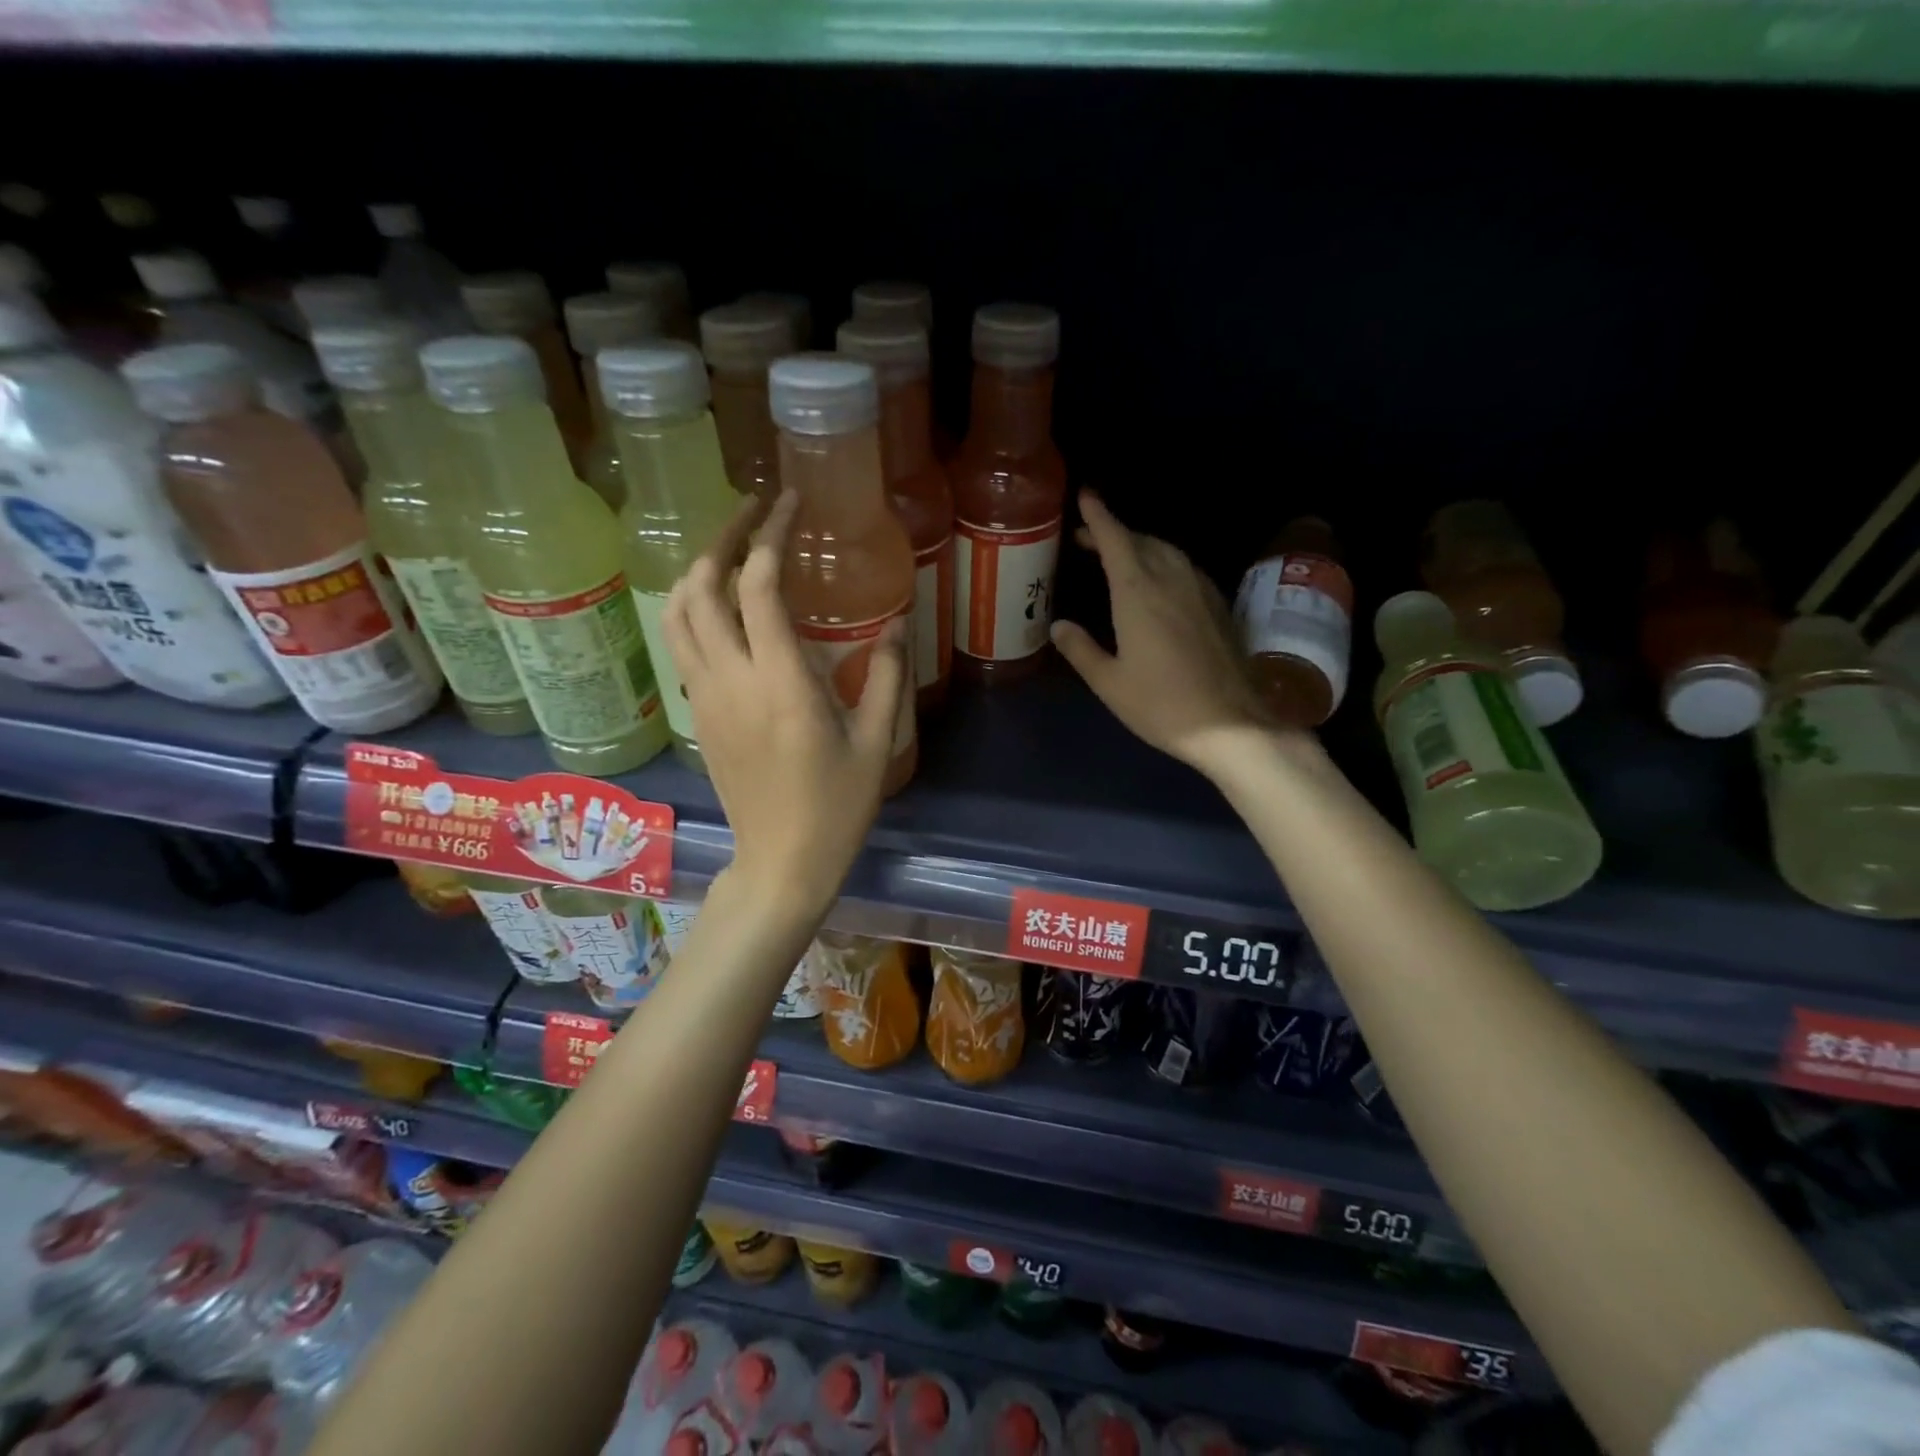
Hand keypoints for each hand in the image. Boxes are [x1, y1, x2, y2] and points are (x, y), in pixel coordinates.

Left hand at [662, 490, 907, 919]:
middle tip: (755, 513)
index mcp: (780, 682)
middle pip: (702, 586)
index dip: (771, 535)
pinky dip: (694, 608)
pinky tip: (725, 608)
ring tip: (732, 552)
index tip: (789, 504)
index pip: (759, 587)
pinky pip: (682, 643)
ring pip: (678, 613)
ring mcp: (705, 696)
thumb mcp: (877, 742)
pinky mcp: (698, 714)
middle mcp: (731, 679)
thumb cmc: (836, 807)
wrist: (780, 862)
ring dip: (699, 570)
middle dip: (724, 538)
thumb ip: (885, 676)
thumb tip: (894, 625)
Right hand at [1051, 490, 1275, 775]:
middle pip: (1141, 541)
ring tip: (1119, 555)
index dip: (1098, 516)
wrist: (1232, 724)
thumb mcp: (1109, 683)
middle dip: (1114, 532)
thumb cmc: (1162, 705)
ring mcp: (1200, 590)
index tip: (1085, 496)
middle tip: (1088, 537)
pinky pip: (1185, 568)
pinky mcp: (1218, 605)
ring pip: (1166, 551)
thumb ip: (1081, 649)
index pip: (1115, 539)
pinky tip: (1157, 581)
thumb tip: (1059, 625)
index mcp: (1138, 593)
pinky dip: (1163, 562)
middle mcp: (1171, 579)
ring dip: (1140, 545)